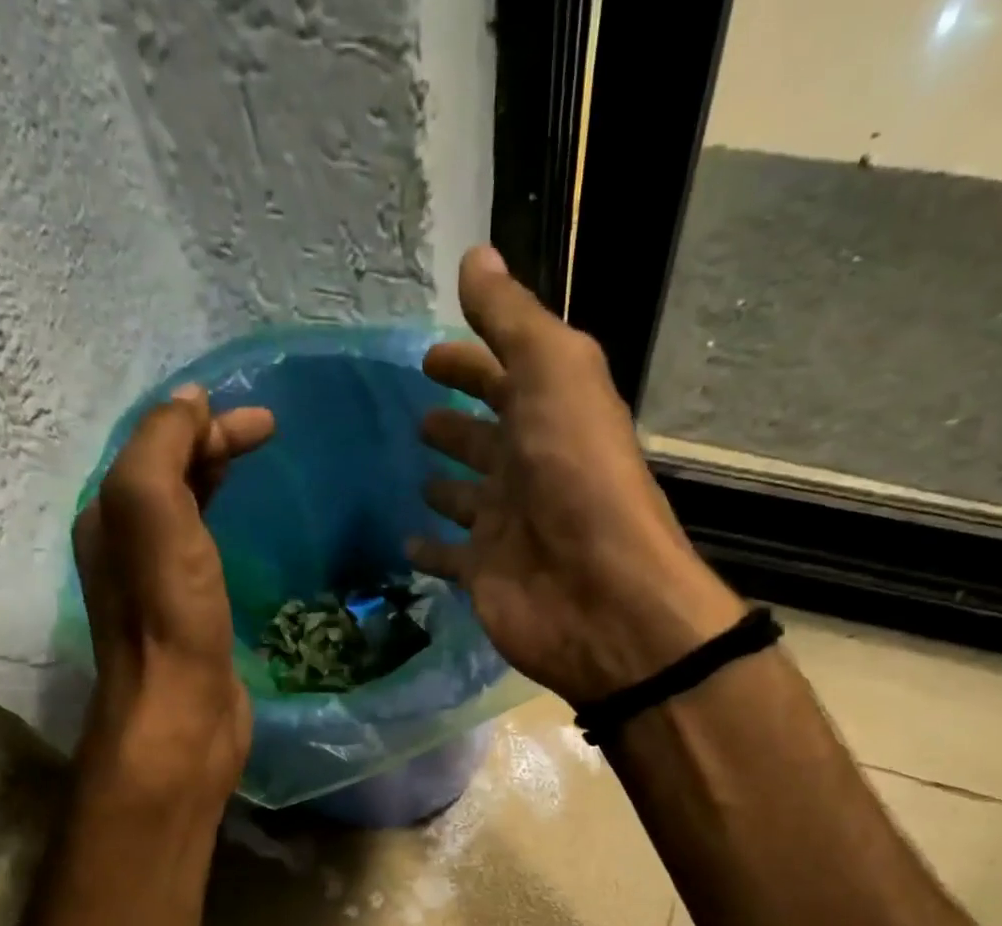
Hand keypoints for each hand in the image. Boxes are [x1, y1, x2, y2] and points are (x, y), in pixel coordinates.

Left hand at [74, 384, 273, 802]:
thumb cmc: (167, 614)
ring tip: (254, 468)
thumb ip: (161, 448)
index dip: (203, 424)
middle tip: (267, 433)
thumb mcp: (152, 512)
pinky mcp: (189, 617)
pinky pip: (203, 551)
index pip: (153, 446)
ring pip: (185, 512)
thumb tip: (189, 403)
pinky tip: (244, 532)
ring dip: (215, 481)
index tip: (264, 422)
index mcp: (110, 516)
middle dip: (211, 446)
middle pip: (167, 475)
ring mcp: (157, 585)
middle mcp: (125, 546)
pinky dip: (223, 525)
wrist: (181, 715)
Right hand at [409, 247, 746, 705]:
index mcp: (549, 415)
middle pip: (485, 439)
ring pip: (468, 498)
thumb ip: (512, 320)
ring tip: (410, 471)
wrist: (598, 593)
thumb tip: (476, 256)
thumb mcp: (553, 373)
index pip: (504, 377)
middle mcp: (528, 469)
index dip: (470, 362)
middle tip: (416, 415)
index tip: (428, 354)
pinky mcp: (484, 576)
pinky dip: (428, 550)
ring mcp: (506, 526)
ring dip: (445, 485)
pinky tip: (403, 540)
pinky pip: (449, 558)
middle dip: (454, 423)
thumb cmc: (577, 475)